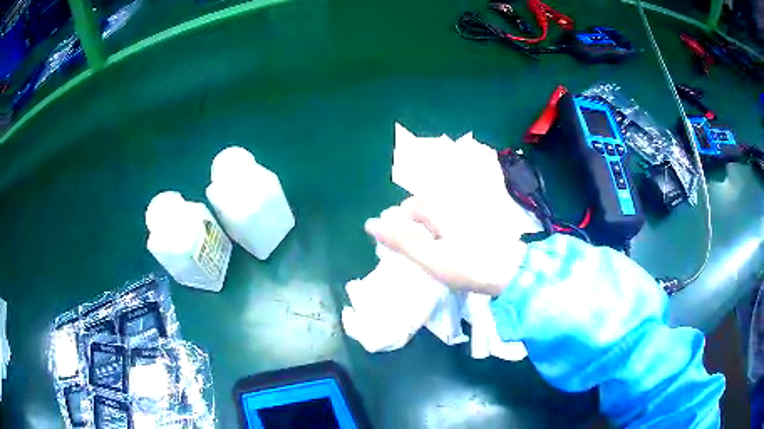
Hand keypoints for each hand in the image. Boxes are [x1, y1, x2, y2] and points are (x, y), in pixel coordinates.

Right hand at [365, 155, 535, 295]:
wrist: (512, 273)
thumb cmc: (468, 266)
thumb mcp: (430, 258)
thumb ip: (400, 241)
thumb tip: (370, 224)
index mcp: (439, 208)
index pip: (410, 208)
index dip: (400, 225)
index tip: (401, 248)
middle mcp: (453, 203)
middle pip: (423, 209)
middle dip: (414, 227)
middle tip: (416, 253)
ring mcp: (468, 211)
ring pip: (438, 216)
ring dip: (429, 231)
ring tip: (431, 254)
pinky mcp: (478, 222)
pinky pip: (452, 222)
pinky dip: (444, 233)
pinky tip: (450, 250)